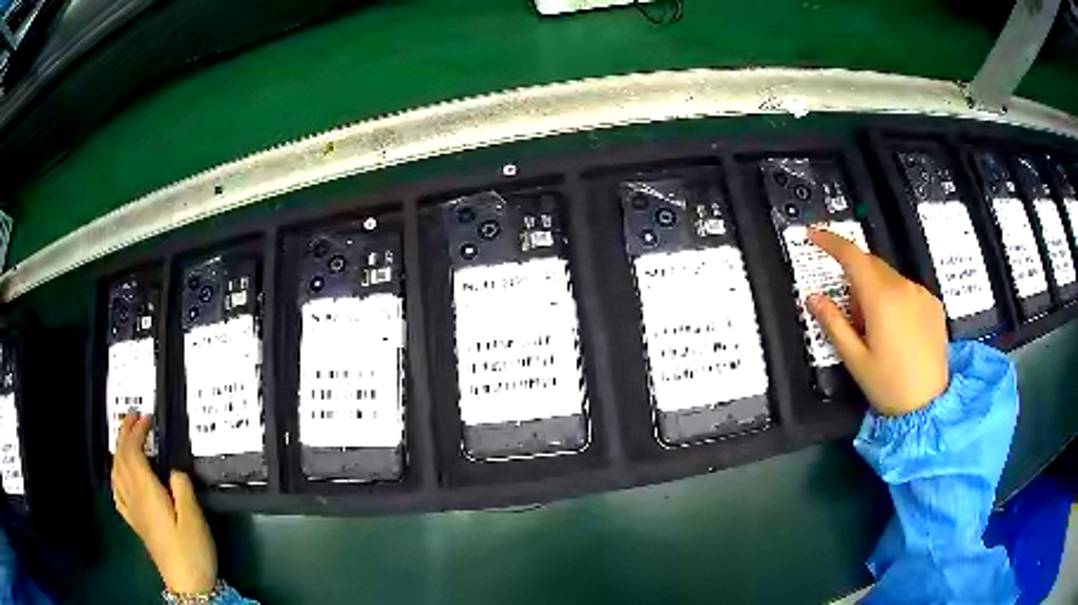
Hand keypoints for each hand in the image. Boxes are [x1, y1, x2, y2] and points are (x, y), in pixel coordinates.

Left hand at [112, 414, 216, 593]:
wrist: (187, 585)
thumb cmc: (191, 551)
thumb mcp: (194, 518)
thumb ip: (183, 488)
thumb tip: (174, 469)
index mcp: (147, 491)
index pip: (133, 451)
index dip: (137, 430)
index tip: (147, 417)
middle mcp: (134, 496)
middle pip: (121, 457)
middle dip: (124, 433)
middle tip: (133, 417)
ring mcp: (132, 510)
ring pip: (116, 471)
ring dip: (118, 449)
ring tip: (124, 438)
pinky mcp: (135, 523)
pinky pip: (117, 493)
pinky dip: (115, 476)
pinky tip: (118, 475)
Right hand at [805, 228, 948, 415]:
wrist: (928, 405)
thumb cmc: (888, 385)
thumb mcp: (855, 360)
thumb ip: (833, 323)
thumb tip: (813, 297)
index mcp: (881, 298)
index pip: (852, 256)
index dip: (830, 241)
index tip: (814, 235)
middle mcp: (903, 287)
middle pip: (872, 264)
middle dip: (855, 278)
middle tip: (852, 316)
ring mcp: (922, 293)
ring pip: (890, 278)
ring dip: (876, 291)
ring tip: (877, 331)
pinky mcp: (933, 303)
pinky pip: (907, 289)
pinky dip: (895, 298)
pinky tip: (898, 331)